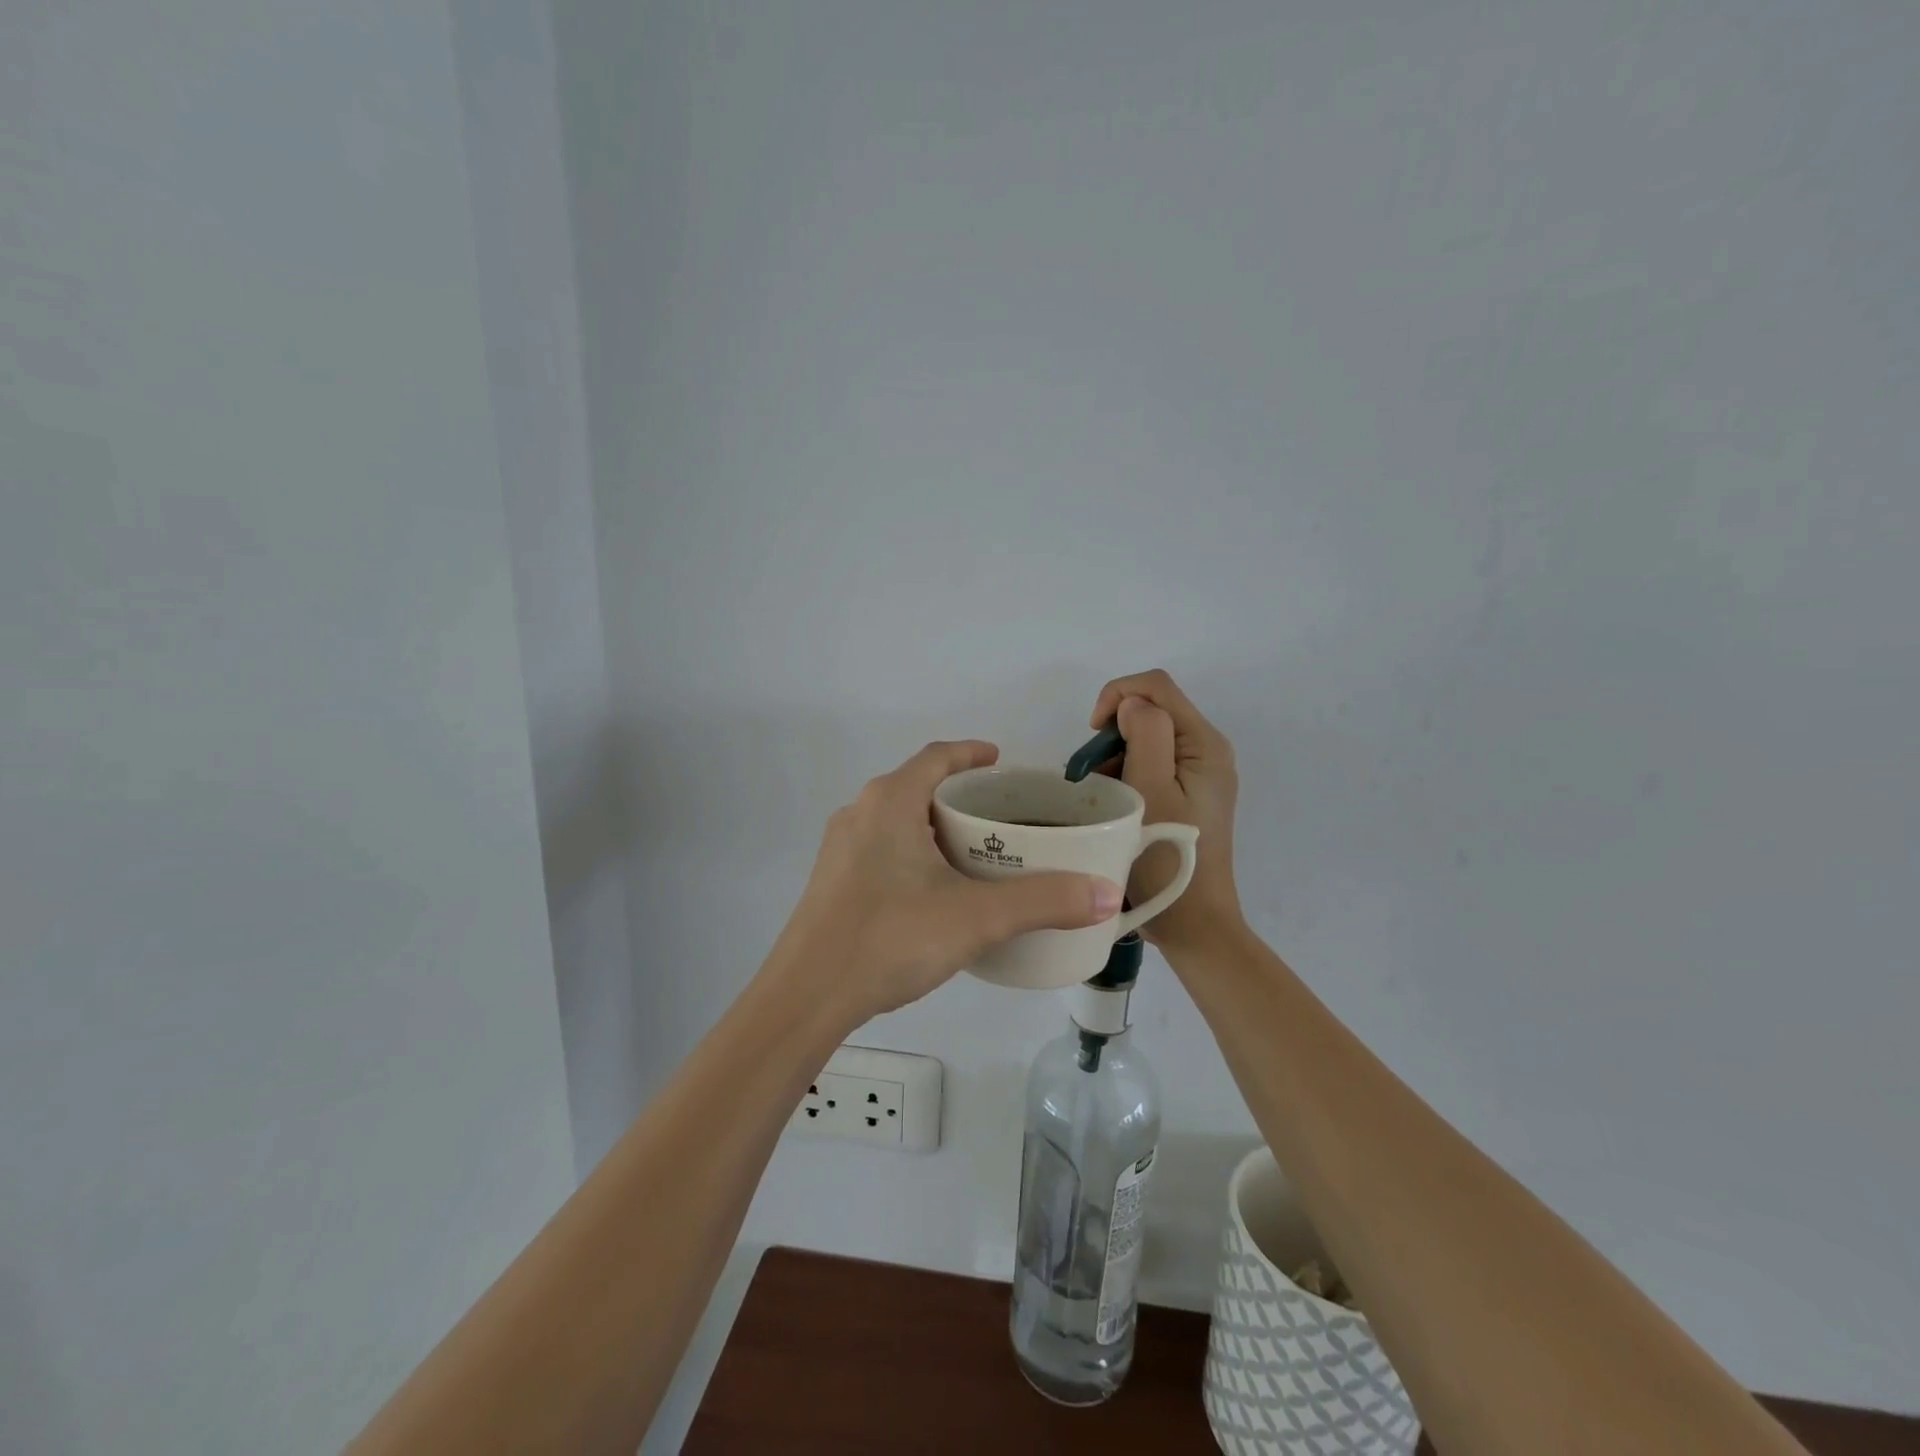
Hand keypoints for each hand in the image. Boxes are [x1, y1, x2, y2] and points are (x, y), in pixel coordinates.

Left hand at [772, 740, 1123, 1023]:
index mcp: (890, 801)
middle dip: (960, 796)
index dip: (971, 753)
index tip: (1001, 761)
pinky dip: (915, 851)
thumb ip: (1043, 902)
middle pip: (918, 787)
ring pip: (899, 820)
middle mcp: (861, 812)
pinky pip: (883, 848)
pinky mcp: (834, 881)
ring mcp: (841, 848)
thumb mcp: (976, 917)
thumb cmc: (890, 938)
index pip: (937, 757)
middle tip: (1002, 817)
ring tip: (977, 852)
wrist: (806, 997)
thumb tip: (1106, 893)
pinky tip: (936, 890)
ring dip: (936, 826)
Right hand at [1089, 670, 1242, 953]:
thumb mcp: (1152, 790)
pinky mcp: (1188, 795)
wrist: (1193, 923)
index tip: (1092, 735)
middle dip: (1113, 732)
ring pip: (1146, 738)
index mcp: (1204, 743)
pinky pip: (1151, 764)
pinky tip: (1114, 805)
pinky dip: (1126, 774)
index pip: (1155, 687)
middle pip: (1151, 711)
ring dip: (1115, 757)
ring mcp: (1198, 774)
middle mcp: (1207, 750)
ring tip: (1100, 796)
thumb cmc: (1166, 857)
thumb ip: (1146, 734)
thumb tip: (1131, 704)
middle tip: (1090, 774)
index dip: (1116, 696)